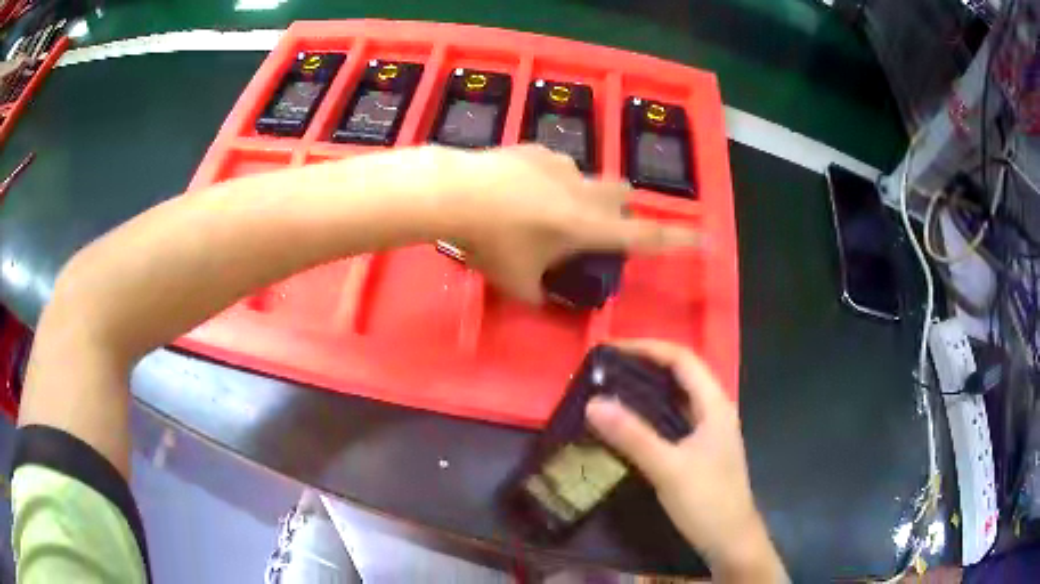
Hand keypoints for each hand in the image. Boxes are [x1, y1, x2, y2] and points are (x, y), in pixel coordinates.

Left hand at [446, 145, 699, 302]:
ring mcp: (561, 165)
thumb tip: (548, 299)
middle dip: (621, 212)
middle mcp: (584, 190)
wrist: (453, 191)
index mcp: (588, 226)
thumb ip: (541, 295)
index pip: (645, 237)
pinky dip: (552, 182)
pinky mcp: (537, 149)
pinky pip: (558, 167)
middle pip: (623, 196)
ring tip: (542, 213)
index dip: (677, 240)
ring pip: (589, 181)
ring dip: (581, 197)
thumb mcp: (517, 282)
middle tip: (595, 229)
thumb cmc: (490, 241)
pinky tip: (520, 192)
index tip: (704, 237)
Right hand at [585, 340, 786, 582]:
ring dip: (647, 390)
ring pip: (677, 398)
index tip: (611, 350)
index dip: (648, 348)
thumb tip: (593, 402)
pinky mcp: (700, 450)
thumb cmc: (707, 502)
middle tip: (605, 370)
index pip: (683, 359)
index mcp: (715, 405)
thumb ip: (632, 435)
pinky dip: (650, 414)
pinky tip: (628, 425)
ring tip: (610, 391)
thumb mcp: (668, 468)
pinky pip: (673, 421)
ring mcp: (708, 432)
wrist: (731, 541)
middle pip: (680, 374)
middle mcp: (714, 411)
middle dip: (644, 366)